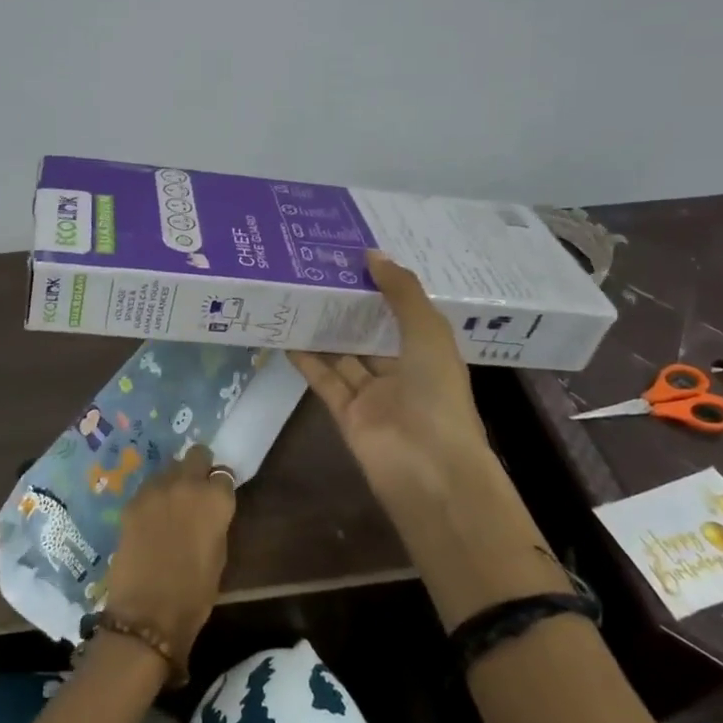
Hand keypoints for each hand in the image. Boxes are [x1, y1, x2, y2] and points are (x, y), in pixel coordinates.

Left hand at [102, 446, 237, 662]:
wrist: (147, 613)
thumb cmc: (194, 593)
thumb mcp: (218, 555)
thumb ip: (215, 522)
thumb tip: (208, 511)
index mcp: (216, 499)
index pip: (224, 475)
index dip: (220, 486)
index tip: (217, 497)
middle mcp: (187, 484)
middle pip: (197, 455)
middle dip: (199, 467)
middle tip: (196, 490)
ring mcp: (156, 489)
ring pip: (170, 467)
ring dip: (174, 480)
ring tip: (171, 504)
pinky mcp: (132, 501)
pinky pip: (148, 487)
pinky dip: (153, 496)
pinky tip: (151, 517)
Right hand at [292, 252, 565, 624]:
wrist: (429, 469)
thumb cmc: (438, 395)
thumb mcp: (427, 332)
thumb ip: (401, 292)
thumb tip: (372, 253)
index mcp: (429, 351)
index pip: (404, 311)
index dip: (383, 286)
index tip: (355, 257)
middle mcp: (402, 371)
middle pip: (370, 332)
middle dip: (347, 306)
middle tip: (316, 272)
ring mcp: (374, 395)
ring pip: (343, 355)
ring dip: (322, 330)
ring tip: (294, 296)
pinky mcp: (347, 414)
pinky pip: (324, 381)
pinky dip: (306, 361)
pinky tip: (285, 335)